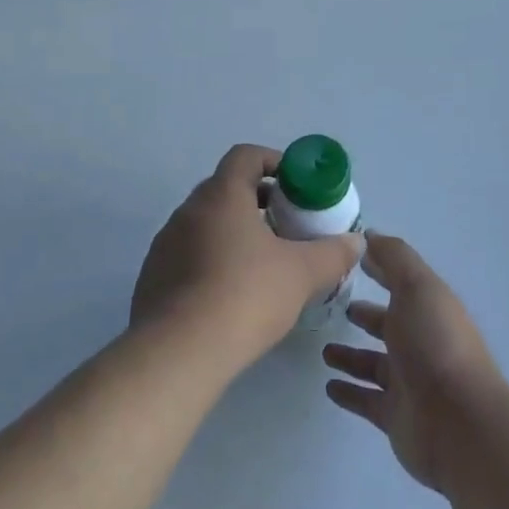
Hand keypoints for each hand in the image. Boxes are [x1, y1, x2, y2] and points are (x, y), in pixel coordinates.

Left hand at [132, 144, 361, 368]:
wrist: (178, 353)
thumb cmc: (245, 296)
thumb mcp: (302, 274)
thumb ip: (333, 253)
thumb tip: (356, 242)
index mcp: (221, 195)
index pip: (245, 156)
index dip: (273, 161)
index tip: (296, 185)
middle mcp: (188, 210)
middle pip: (226, 189)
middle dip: (259, 201)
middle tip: (287, 226)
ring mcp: (165, 244)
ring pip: (206, 224)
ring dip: (234, 232)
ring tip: (262, 263)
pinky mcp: (152, 277)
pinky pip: (188, 255)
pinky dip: (211, 261)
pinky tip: (230, 295)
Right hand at [324, 233, 504, 492]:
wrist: (458, 423)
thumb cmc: (435, 344)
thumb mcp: (417, 287)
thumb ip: (394, 258)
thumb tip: (370, 235)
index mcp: (428, 308)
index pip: (400, 283)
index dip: (379, 269)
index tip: (350, 259)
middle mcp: (420, 342)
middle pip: (387, 324)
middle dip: (365, 315)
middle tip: (332, 306)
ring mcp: (408, 382)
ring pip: (373, 364)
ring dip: (350, 356)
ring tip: (323, 349)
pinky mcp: (395, 416)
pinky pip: (366, 400)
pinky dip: (349, 392)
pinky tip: (328, 386)